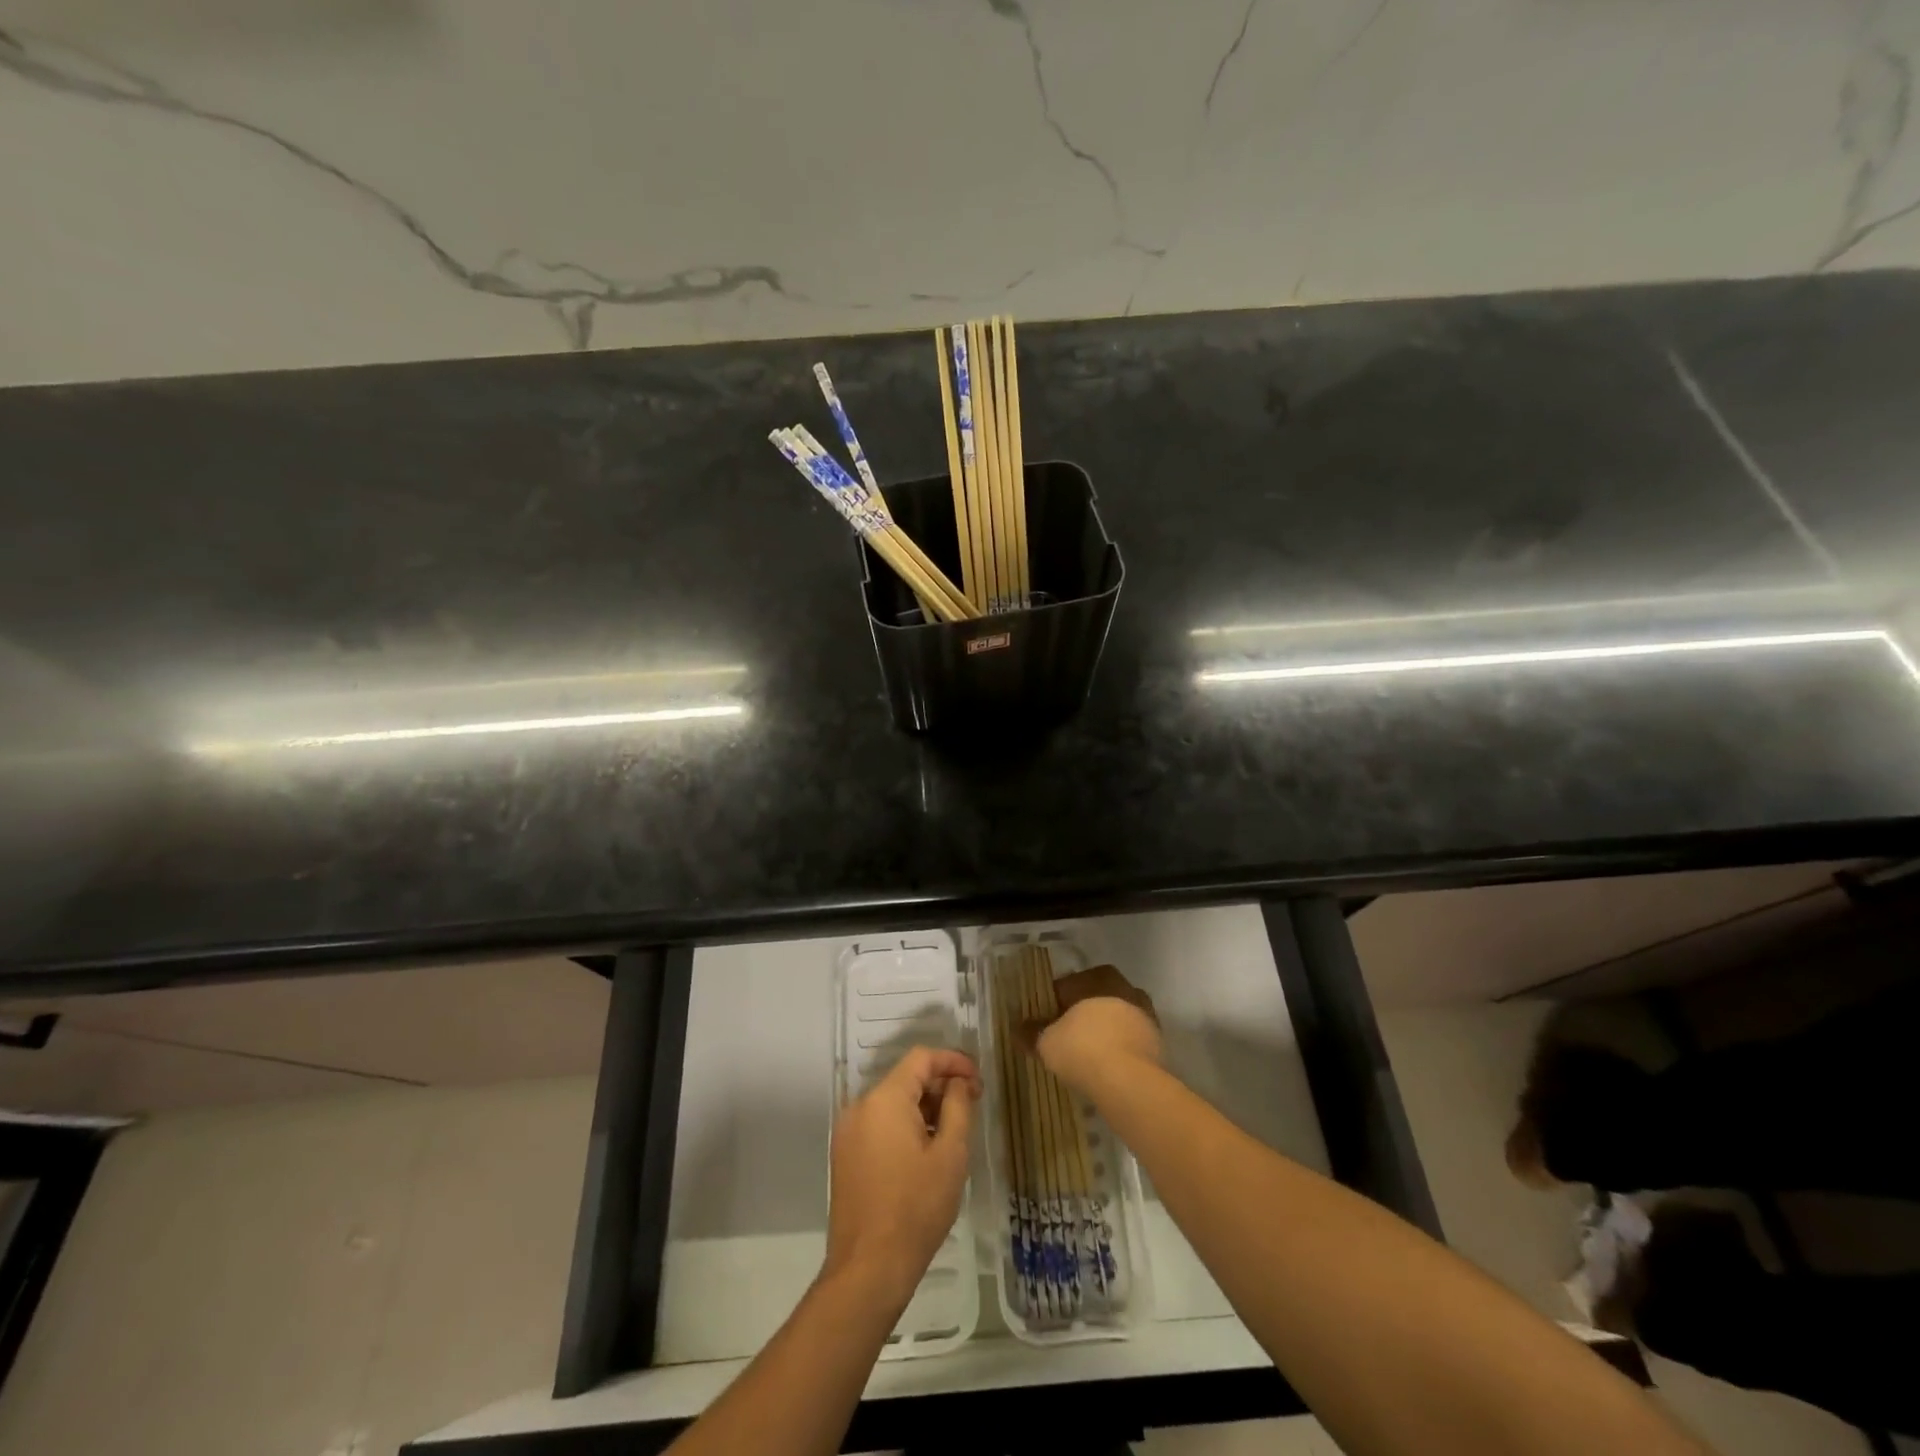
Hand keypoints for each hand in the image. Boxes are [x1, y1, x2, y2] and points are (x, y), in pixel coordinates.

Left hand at [826, 1046, 980, 1305]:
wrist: (868, 1269)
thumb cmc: (916, 1208)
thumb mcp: (950, 1155)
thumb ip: (958, 1107)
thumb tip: (959, 1083)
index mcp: (884, 1099)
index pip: (921, 1058)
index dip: (953, 1061)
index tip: (978, 1079)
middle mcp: (860, 1106)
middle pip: (905, 1078)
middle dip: (939, 1085)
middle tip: (971, 1103)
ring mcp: (848, 1131)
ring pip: (892, 1101)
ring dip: (923, 1106)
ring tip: (953, 1129)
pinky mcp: (845, 1154)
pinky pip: (879, 1123)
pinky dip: (904, 1124)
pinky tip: (925, 1149)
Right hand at [1023, 964, 1163, 1099]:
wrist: (1130, 1083)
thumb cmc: (1083, 1049)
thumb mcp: (1046, 1042)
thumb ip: (1031, 1032)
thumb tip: (1017, 1028)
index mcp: (1097, 978)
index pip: (1068, 985)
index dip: (1053, 1003)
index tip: (1044, 1022)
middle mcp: (1125, 988)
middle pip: (1096, 998)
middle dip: (1082, 1014)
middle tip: (1066, 1037)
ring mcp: (1145, 1014)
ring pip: (1117, 1018)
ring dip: (1104, 1031)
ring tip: (1087, 1055)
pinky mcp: (1158, 1042)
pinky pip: (1130, 1040)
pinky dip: (1119, 1049)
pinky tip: (1106, 1068)